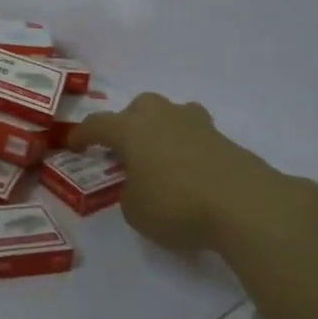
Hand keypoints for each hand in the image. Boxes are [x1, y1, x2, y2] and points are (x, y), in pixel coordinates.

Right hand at [74, 93, 317, 253]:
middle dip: (130, 123)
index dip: (82, 134)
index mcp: (131, 129)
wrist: (245, 204)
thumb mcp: (136, 211)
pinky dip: (189, 150)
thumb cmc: (177, 205)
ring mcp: (197, 125)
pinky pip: (197, 137)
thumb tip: (140, 185)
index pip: (98, 124)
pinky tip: (192, 174)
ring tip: (163, 156)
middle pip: (140, 107)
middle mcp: (162, 117)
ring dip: (163, 130)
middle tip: (127, 149)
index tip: (72, 143)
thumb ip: (130, 193)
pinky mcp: (225, 140)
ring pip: (172, 115)